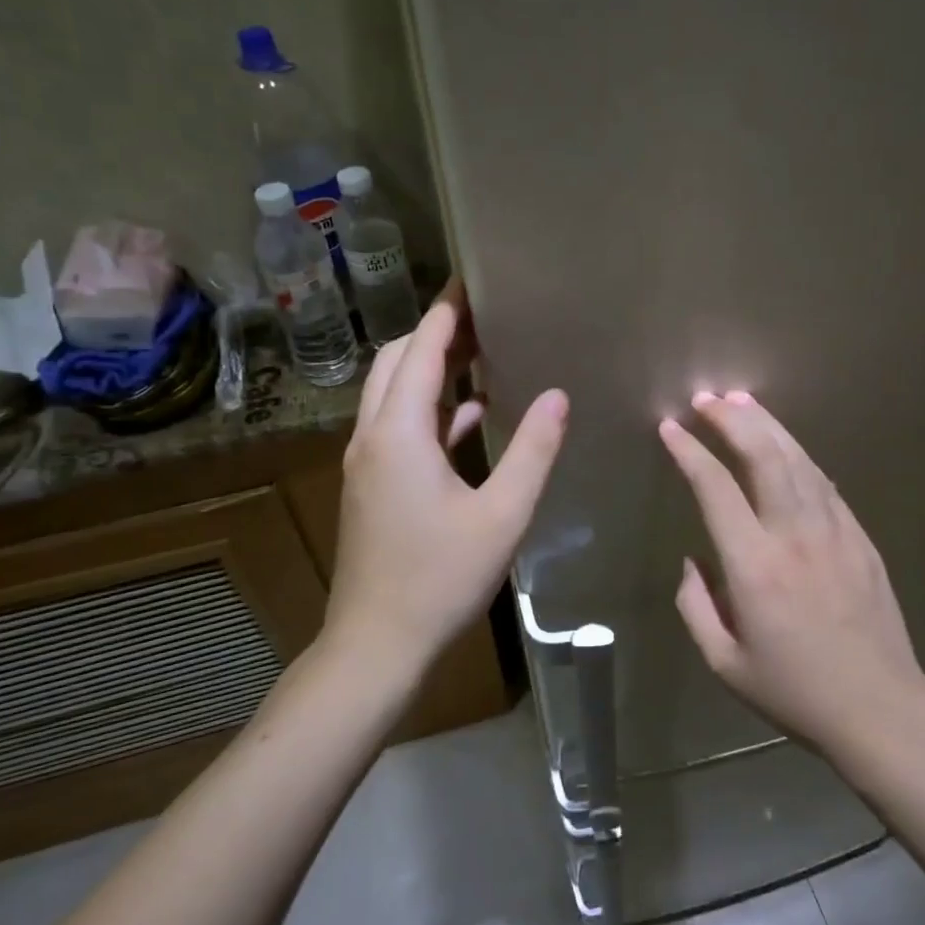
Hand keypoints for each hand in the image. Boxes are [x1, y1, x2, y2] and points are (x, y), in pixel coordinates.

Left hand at [325, 281, 567, 673]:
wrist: (377, 644)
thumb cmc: (440, 578)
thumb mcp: (502, 514)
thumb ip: (533, 450)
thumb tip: (558, 395)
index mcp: (399, 432)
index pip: (421, 349)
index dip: (447, 311)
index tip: (472, 280)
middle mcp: (373, 436)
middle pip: (396, 362)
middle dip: (435, 334)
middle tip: (484, 318)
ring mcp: (367, 462)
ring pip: (393, 395)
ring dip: (430, 370)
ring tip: (481, 355)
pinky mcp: (371, 486)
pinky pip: (399, 428)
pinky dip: (430, 411)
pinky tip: (471, 416)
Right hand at [659, 391, 924, 755]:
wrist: (880, 709)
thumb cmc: (795, 691)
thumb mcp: (724, 662)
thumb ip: (695, 605)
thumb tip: (692, 560)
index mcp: (754, 566)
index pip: (715, 488)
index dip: (690, 452)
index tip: (670, 428)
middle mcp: (794, 535)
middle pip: (763, 456)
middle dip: (731, 419)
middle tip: (707, 398)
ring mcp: (834, 530)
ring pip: (797, 459)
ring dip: (767, 425)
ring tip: (741, 401)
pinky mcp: (860, 536)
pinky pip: (824, 482)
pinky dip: (798, 455)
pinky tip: (785, 445)